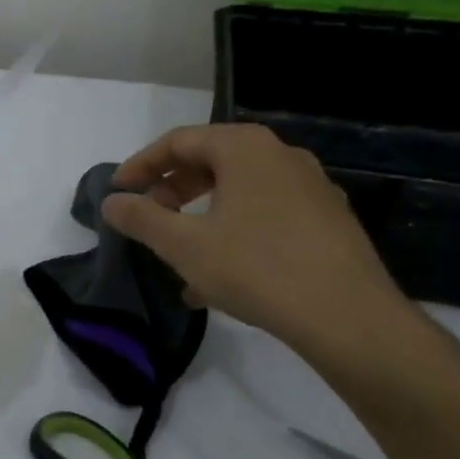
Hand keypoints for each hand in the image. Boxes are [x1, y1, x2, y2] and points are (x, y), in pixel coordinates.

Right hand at [100, 124, 413, 357]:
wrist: (349, 317)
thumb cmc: (256, 268)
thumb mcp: (184, 245)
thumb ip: (142, 218)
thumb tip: (111, 202)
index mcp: (245, 148)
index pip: (179, 141)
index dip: (141, 164)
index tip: (119, 191)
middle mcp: (281, 156)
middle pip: (211, 161)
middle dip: (173, 190)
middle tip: (149, 217)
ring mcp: (311, 187)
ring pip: (239, 191)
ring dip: (201, 215)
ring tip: (180, 252)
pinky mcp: (328, 221)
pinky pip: (266, 214)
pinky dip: (234, 231)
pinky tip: (220, 275)